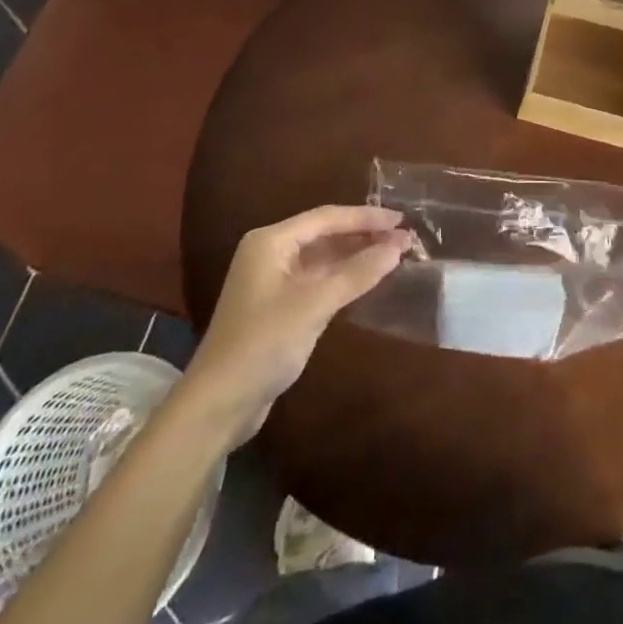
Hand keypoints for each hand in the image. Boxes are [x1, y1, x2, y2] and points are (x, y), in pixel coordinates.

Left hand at [182, 205, 409, 447]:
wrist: (218, 405)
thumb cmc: (263, 344)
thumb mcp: (314, 305)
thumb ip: (357, 274)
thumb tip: (397, 247)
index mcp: (271, 241)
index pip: (327, 217)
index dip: (366, 217)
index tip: (401, 220)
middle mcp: (271, 253)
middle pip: (325, 234)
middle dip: (364, 235)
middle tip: (404, 237)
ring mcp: (274, 281)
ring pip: (323, 258)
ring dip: (356, 256)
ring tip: (394, 255)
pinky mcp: (279, 307)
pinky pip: (318, 280)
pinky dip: (344, 278)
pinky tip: (368, 279)